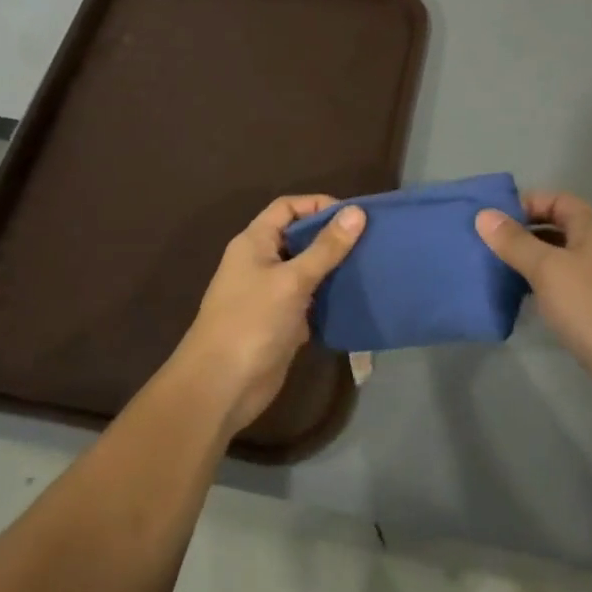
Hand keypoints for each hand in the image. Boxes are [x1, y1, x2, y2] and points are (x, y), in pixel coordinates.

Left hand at [172, 194, 364, 437]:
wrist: (221, 386)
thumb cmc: (252, 321)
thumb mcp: (292, 280)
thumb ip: (326, 248)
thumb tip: (356, 212)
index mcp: (254, 242)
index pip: (287, 207)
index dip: (317, 205)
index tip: (353, 216)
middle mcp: (261, 262)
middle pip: (299, 237)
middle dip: (331, 237)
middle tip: (370, 241)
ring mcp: (271, 294)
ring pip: (307, 270)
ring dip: (334, 268)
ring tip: (370, 266)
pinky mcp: (282, 322)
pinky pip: (310, 300)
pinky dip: (330, 297)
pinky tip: (356, 298)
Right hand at [476, 191, 591, 405]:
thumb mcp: (548, 270)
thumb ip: (515, 242)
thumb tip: (484, 214)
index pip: (556, 199)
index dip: (524, 204)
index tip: (490, 221)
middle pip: (560, 228)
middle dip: (523, 235)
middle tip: (485, 249)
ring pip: (564, 261)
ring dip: (533, 264)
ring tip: (496, 275)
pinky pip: (571, 288)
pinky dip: (547, 289)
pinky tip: (526, 303)